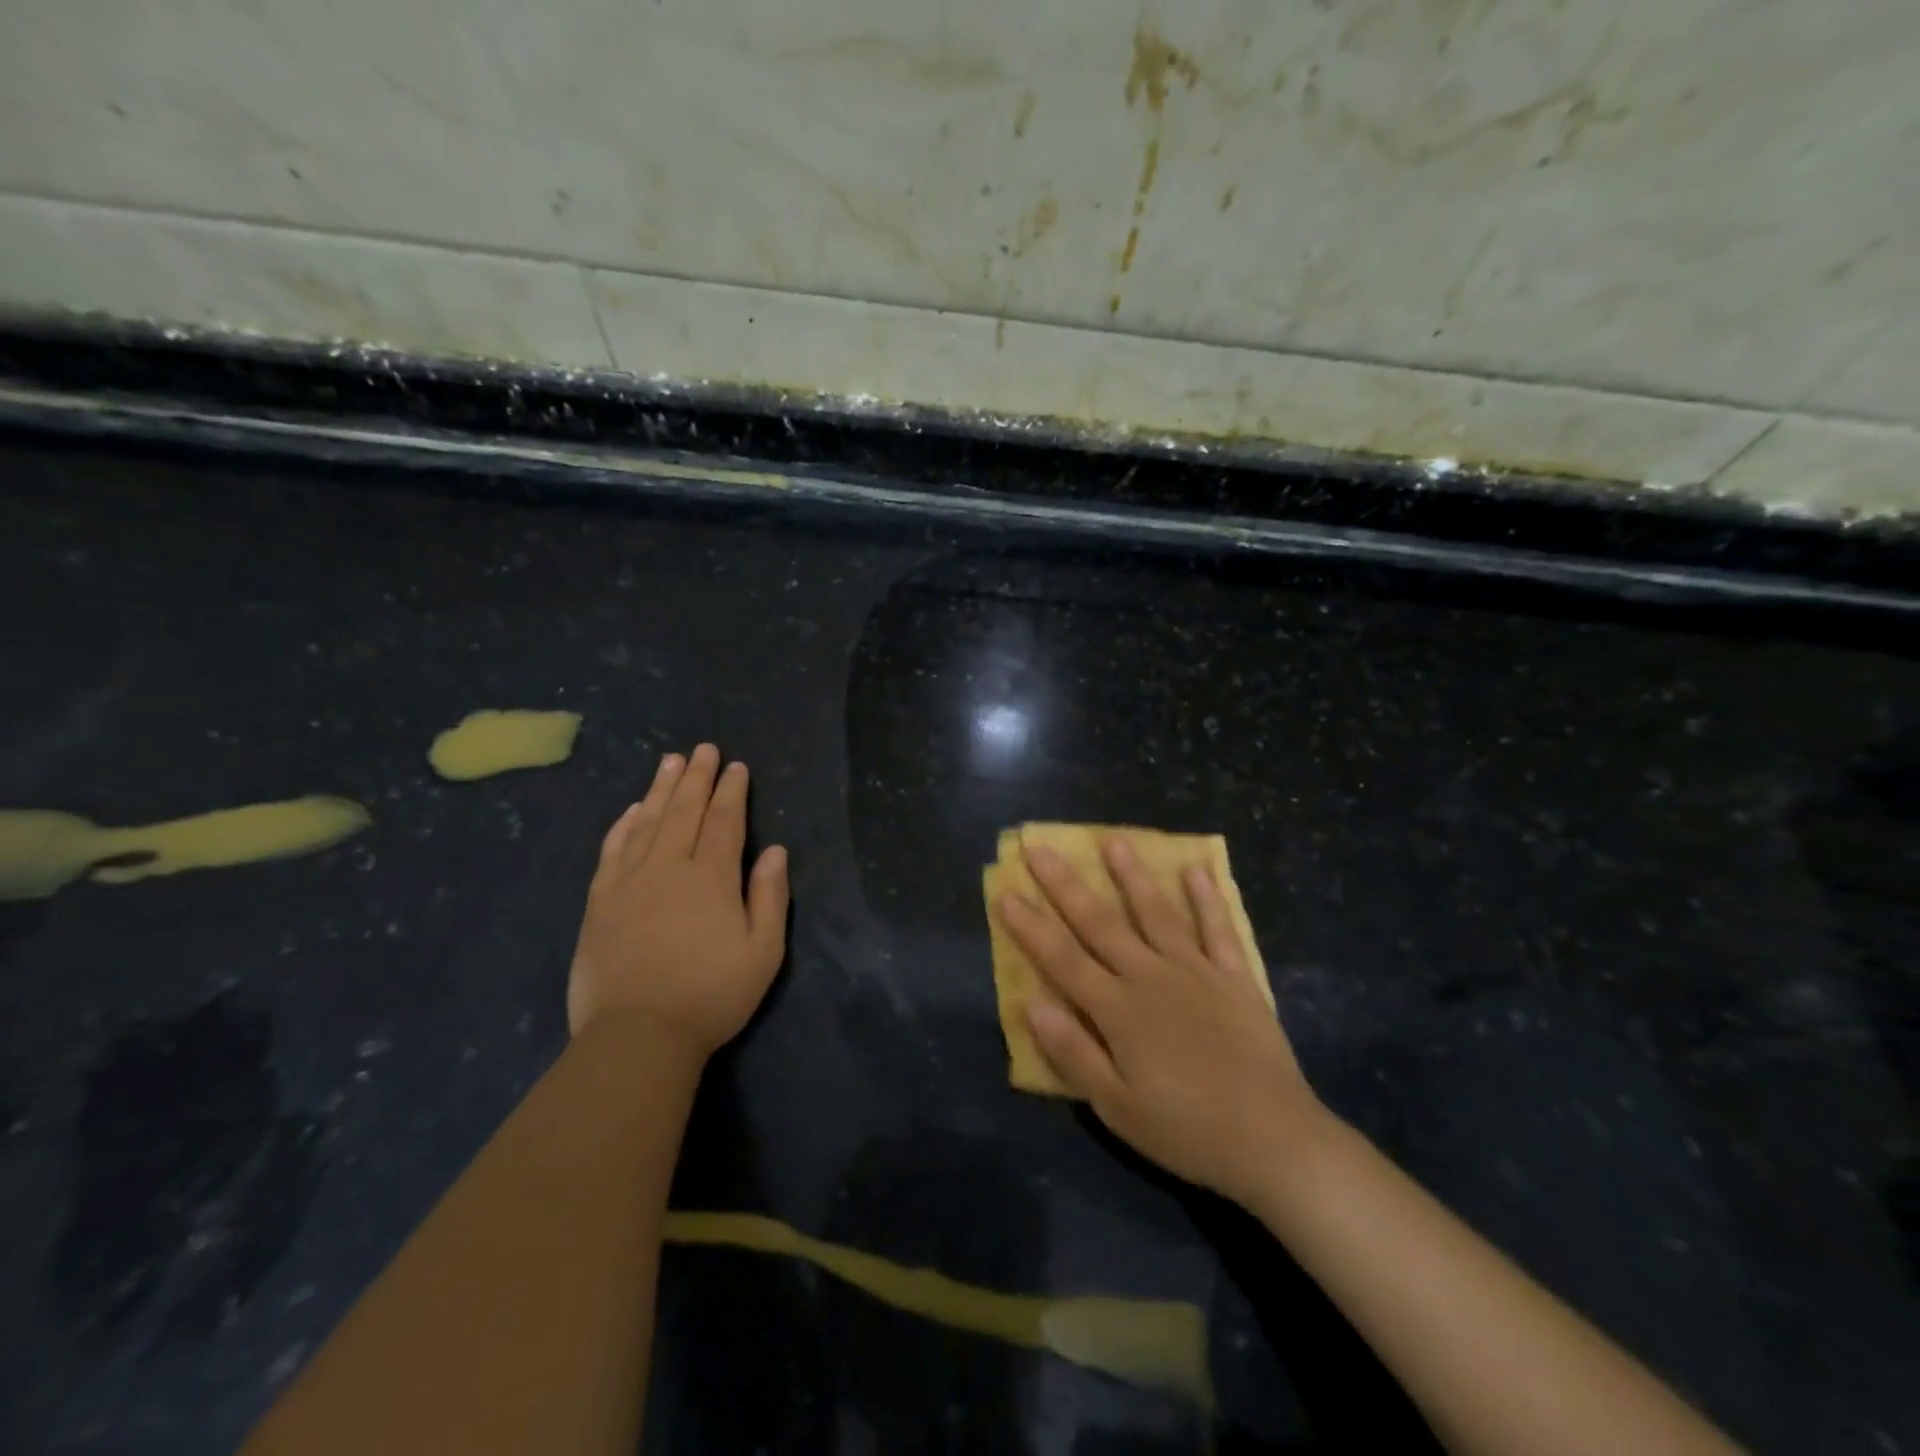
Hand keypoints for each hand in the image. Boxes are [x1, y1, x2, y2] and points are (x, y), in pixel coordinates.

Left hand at [569, 744, 789, 1054]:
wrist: (636, 1036)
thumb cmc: (710, 995)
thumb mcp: (762, 952)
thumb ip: (770, 896)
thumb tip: (775, 851)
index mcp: (711, 877)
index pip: (724, 821)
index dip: (731, 791)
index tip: (735, 767)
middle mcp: (669, 867)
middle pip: (684, 810)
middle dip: (696, 777)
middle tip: (703, 749)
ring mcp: (629, 881)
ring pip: (647, 821)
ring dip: (660, 789)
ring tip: (669, 761)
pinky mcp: (600, 901)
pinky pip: (613, 849)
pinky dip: (623, 824)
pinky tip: (631, 809)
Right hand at [998, 838, 1321, 1203]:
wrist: (1273, 1140)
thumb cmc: (1186, 1129)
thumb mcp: (1116, 1105)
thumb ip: (1072, 1050)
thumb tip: (1030, 1002)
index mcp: (1118, 1009)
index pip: (1062, 958)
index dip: (1030, 926)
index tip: (1005, 891)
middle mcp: (1151, 976)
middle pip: (1100, 923)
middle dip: (1065, 884)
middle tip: (1040, 847)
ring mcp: (1196, 971)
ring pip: (1157, 912)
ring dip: (1133, 876)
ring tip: (1114, 841)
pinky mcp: (1235, 978)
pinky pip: (1219, 929)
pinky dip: (1207, 898)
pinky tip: (1196, 870)